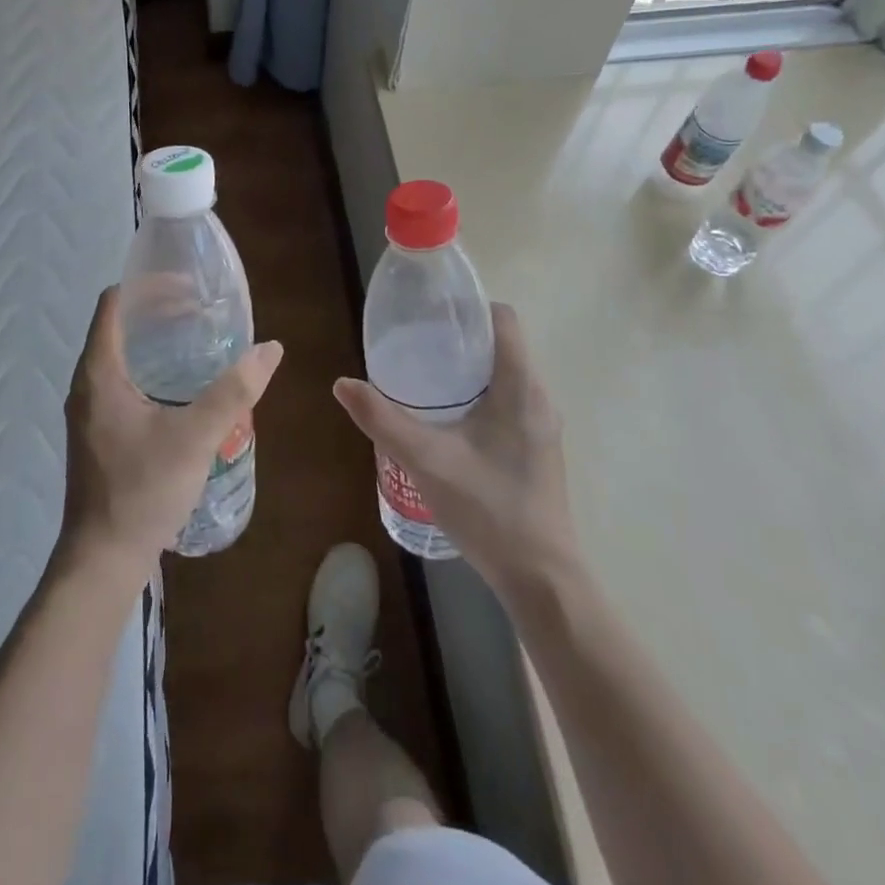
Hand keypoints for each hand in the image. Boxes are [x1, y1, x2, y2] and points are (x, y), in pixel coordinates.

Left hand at [60, 286, 283, 577]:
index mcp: (99, 372)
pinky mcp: (98, 432)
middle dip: (159, 312)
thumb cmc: (143, 490)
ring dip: (156, 343)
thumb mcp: (196, 437)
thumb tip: (270, 349)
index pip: (115, 303)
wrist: (103, 559)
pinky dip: (151, 370)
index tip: (189, 288)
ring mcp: (89, 410)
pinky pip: (122, 382)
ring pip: (121, 356)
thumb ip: (234, 391)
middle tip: (203, 313)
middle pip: (119, 326)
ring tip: (198, 343)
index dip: (149, 286)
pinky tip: (183, 389)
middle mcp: (87, 383)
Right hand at [334, 303, 579, 599]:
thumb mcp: (426, 460)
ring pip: (506, 376)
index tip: (431, 313)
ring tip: (425, 378)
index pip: (504, 319)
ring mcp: (542, 426)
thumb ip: (382, 419)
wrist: (540, 577)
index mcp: (520, 387)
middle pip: (503, 345)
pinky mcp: (538, 448)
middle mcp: (538, 398)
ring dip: (469, 369)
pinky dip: (480, 395)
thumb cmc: (488, 509)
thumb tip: (343, 384)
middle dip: (461, 338)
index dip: (469, 307)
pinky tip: (448, 421)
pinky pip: (510, 401)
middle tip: (416, 344)